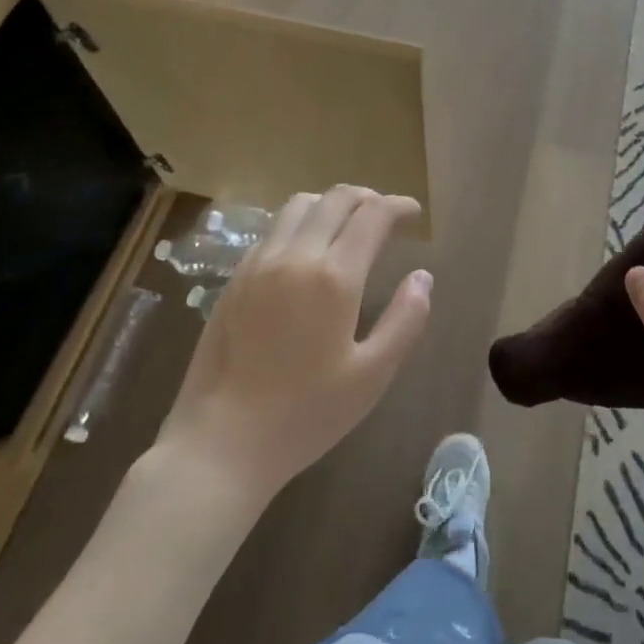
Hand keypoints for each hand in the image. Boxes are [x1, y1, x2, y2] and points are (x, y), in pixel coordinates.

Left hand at [155, 187, 431, 501]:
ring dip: (331, 204)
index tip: (414, 214)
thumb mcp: (371, 376)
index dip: (398, 206)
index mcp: (334, 277)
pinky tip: (308, 251)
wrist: (220, 445)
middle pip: (335, 198)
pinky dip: (301, 223)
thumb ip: (405, 320)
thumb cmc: (305, 415)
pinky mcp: (234, 279)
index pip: (372, 215)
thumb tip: (422, 277)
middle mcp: (295, 256)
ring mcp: (258, 264)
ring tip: (348, 225)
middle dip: (368, 197)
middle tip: (386, 216)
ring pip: (299, 205)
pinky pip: (273, 229)